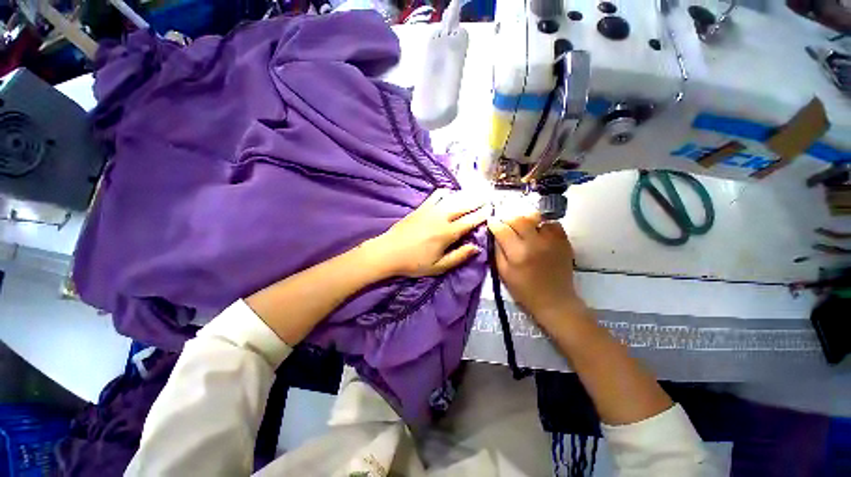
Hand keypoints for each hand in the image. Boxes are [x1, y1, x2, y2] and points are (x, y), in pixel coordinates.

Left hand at [371, 189, 489, 277]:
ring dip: (465, 194)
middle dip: (477, 200)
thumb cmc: (414, 262)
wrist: (388, 252)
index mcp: (447, 233)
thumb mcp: (438, 267)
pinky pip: (436, 195)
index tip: (491, 209)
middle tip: (488, 195)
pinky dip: (446, 192)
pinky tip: (451, 192)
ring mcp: (430, 210)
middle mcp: (441, 218)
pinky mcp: (420, 207)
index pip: (469, 221)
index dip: (482, 215)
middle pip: (464, 206)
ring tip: (475, 191)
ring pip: (452, 198)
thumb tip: (476, 247)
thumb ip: (458, 257)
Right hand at [487, 212, 587, 328]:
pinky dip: (542, 224)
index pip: (502, 229)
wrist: (555, 301)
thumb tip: (494, 234)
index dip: (494, 224)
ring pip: (535, 218)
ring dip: (525, 220)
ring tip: (521, 227)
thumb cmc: (524, 290)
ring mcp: (552, 240)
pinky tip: (538, 232)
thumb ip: (497, 251)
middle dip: (508, 219)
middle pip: (518, 219)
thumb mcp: (503, 273)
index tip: (491, 223)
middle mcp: (535, 243)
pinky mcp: (564, 241)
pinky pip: (551, 223)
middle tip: (505, 224)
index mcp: (518, 253)